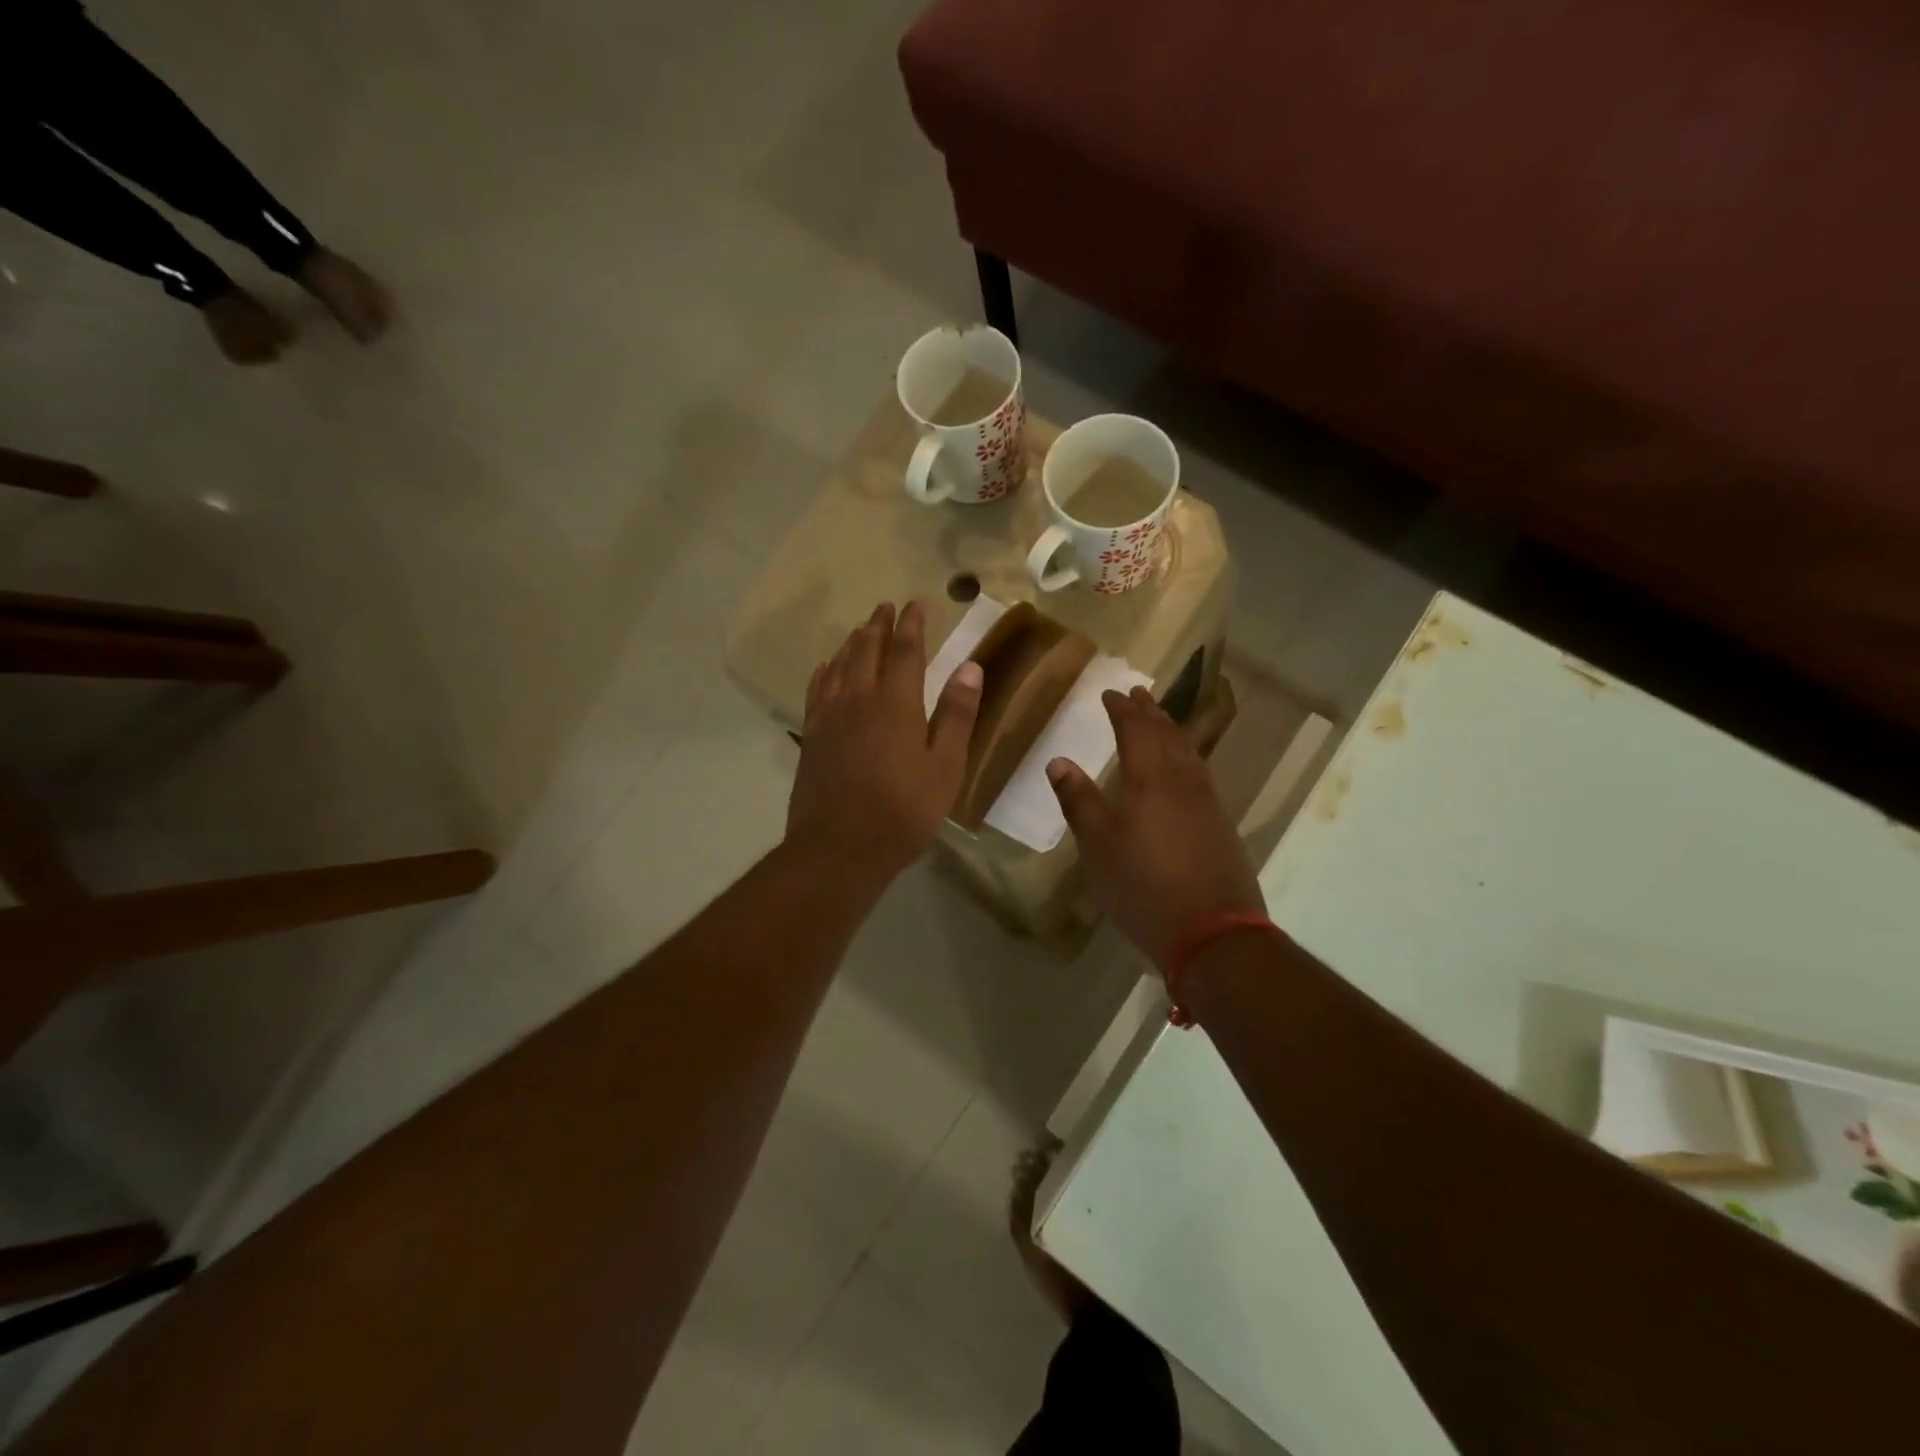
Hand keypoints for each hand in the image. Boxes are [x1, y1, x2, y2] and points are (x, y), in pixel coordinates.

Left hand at [786, 601, 982, 885]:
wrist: (840, 847)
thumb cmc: (903, 811)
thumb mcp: (945, 767)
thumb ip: (956, 715)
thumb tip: (970, 666)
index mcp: (897, 703)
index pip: (906, 651)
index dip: (912, 625)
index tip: (916, 604)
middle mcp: (859, 699)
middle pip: (868, 651)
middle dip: (879, 626)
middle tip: (885, 607)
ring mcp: (830, 717)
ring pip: (839, 666)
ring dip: (852, 643)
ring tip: (861, 629)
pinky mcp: (811, 737)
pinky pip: (816, 691)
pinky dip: (823, 672)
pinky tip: (825, 667)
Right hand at [1047, 686, 1263, 968]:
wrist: (1213, 932)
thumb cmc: (1144, 886)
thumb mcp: (1098, 846)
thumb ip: (1079, 801)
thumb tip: (1058, 761)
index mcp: (1150, 779)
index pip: (1135, 731)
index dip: (1121, 710)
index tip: (1110, 694)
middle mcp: (1183, 781)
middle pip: (1167, 735)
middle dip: (1150, 712)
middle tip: (1138, 693)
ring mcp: (1208, 802)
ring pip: (1189, 752)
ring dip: (1172, 730)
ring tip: (1161, 719)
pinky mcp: (1221, 824)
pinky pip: (1201, 772)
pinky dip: (1187, 755)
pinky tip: (1185, 767)